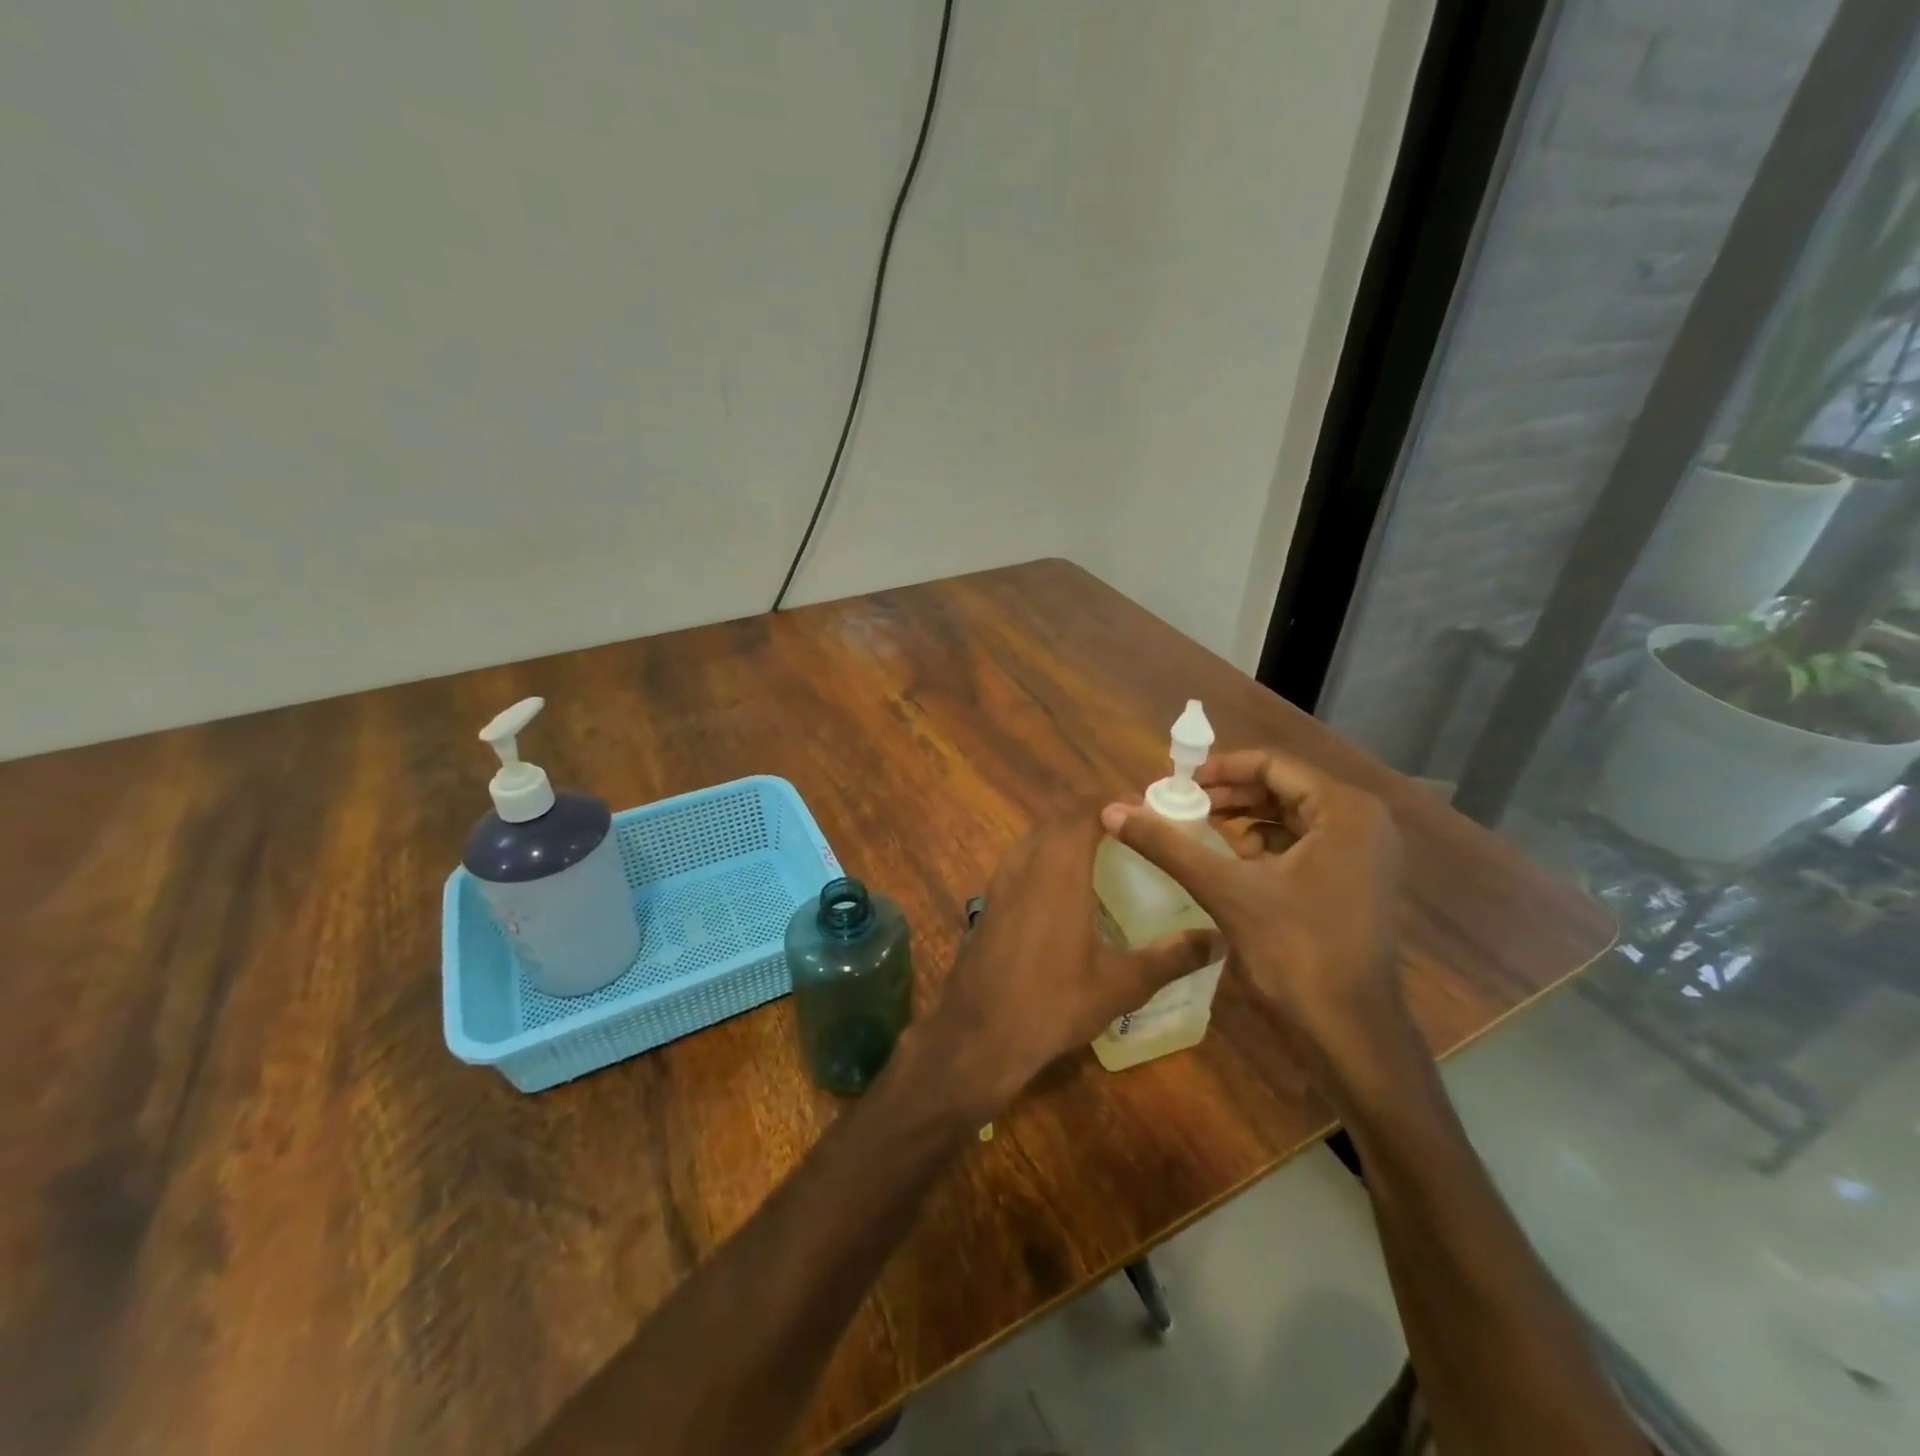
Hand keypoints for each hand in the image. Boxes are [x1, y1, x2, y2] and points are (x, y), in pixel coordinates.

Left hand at [923, 809, 1221, 1115]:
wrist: (978, 1033)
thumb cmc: (1052, 1003)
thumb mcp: (1121, 985)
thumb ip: (1170, 957)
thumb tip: (1218, 940)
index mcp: (1059, 868)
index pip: (1086, 810)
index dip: (1116, 802)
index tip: (1148, 809)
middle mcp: (1026, 861)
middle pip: (1061, 817)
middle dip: (1096, 814)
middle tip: (1134, 829)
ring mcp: (1001, 878)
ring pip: (1038, 835)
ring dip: (1068, 831)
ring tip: (1105, 850)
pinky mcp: (990, 898)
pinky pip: (1023, 857)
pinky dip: (1048, 853)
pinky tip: (1067, 885)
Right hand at [1100, 749, 1405, 1066]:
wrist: (1350, 1031)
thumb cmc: (1295, 951)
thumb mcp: (1224, 889)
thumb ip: (1167, 845)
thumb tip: (1111, 810)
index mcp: (1344, 810)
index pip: (1274, 764)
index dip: (1221, 769)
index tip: (1178, 784)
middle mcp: (1363, 821)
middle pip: (1284, 787)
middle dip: (1230, 794)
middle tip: (1183, 806)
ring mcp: (1365, 853)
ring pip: (1292, 815)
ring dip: (1245, 818)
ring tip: (1201, 830)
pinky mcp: (1357, 880)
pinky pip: (1305, 842)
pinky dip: (1265, 844)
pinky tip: (1234, 863)